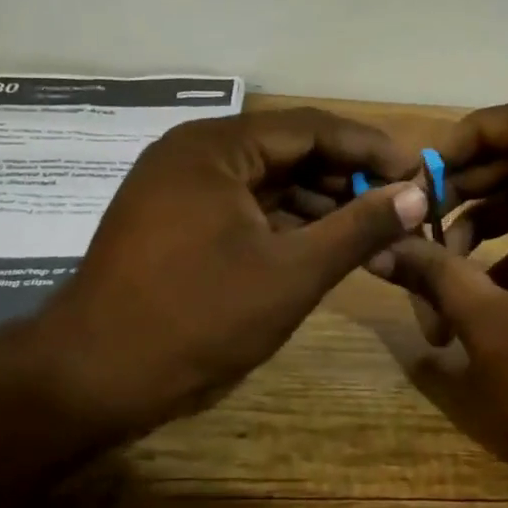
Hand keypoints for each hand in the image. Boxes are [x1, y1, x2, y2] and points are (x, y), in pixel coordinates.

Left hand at [31, 108, 428, 428]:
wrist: (92, 379)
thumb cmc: (198, 318)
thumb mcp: (291, 272)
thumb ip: (358, 228)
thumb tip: (415, 194)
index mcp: (215, 148)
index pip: (310, 128)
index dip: (368, 148)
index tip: (415, 173)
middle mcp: (193, 154)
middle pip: (286, 150)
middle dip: (344, 176)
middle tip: (397, 204)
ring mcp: (177, 188)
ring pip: (265, 181)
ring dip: (316, 202)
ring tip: (368, 228)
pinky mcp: (171, 222)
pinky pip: (241, 207)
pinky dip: (282, 222)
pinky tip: (319, 245)